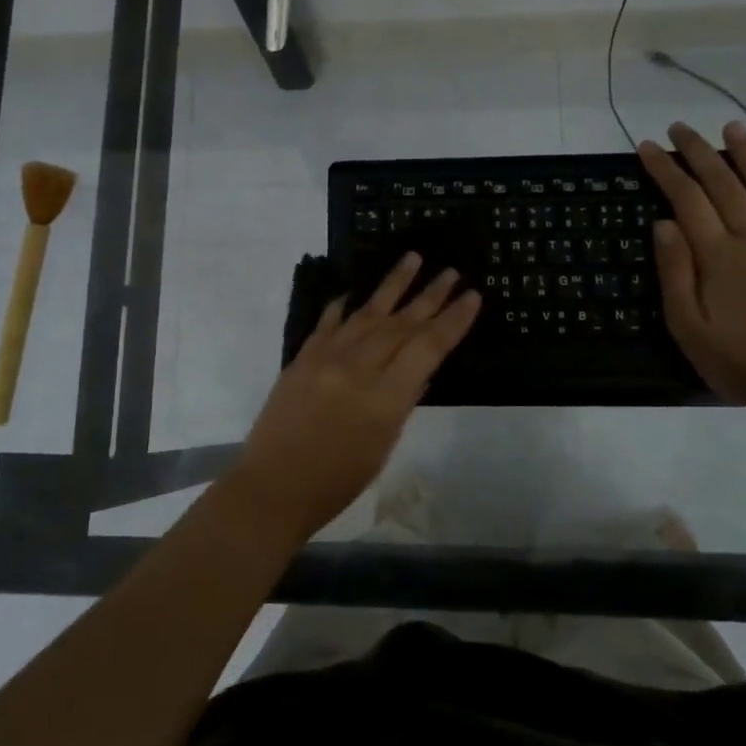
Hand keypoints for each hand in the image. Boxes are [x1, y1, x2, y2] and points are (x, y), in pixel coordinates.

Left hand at [224, 254, 481, 543]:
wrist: (274, 486)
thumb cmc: (337, 482)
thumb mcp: (383, 446)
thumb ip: (402, 402)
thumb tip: (419, 368)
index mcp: (385, 397)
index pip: (428, 347)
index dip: (453, 320)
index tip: (471, 296)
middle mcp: (358, 368)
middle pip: (401, 323)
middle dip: (429, 296)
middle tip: (450, 272)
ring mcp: (326, 358)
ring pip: (368, 312)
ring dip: (393, 284)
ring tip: (413, 258)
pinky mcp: (302, 357)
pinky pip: (328, 322)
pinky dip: (343, 306)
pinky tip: (354, 293)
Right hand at [637, 120, 745, 405]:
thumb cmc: (738, 360)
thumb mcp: (686, 324)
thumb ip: (675, 271)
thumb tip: (664, 223)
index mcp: (718, 254)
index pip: (686, 199)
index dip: (665, 170)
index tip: (647, 147)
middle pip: (725, 185)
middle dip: (699, 153)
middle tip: (681, 128)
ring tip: (734, 128)